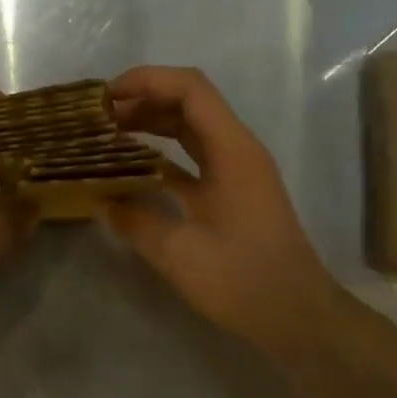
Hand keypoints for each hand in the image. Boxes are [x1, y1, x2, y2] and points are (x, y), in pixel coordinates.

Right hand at [103, 66, 342, 359]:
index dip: (147, 81)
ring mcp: (237, 170)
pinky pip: (194, 157)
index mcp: (232, 150)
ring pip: (191, 128)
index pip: (190, 89)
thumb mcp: (179, 253)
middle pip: (189, 102)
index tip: (106, 97)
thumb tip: (101, 200)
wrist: (298, 316)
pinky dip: (163, 153)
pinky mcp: (233, 191)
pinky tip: (132, 168)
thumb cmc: (244, 281)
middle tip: (98, 117)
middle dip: (143, 100)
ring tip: (109, 134)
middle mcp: (237, 149)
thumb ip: (135, 221)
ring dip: (152, 124)